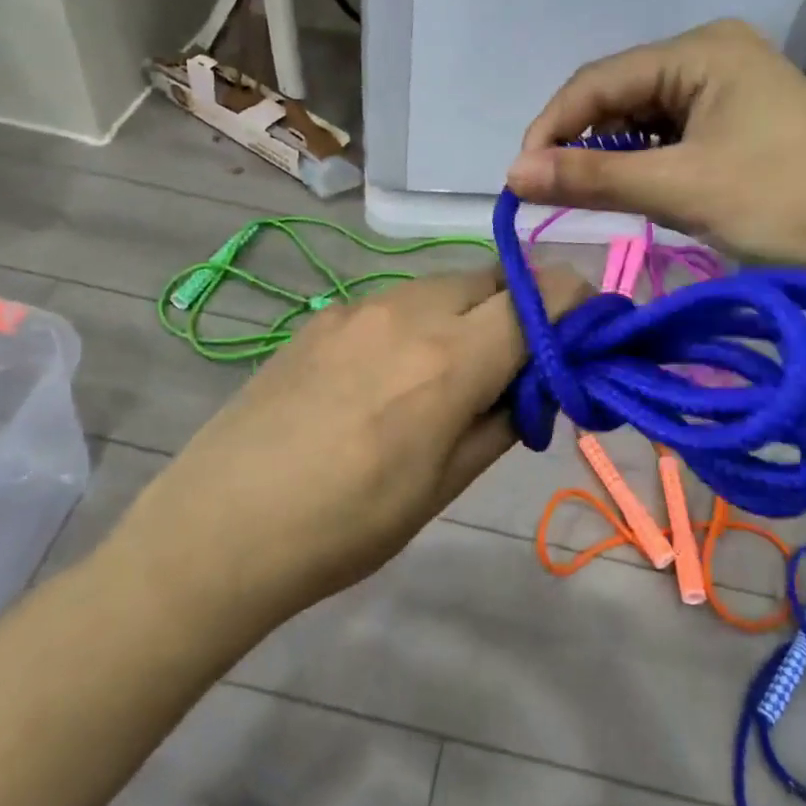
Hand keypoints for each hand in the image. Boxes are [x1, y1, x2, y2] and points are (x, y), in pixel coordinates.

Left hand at [107, 267, 589, 625]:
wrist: (220, 527)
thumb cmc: (346, 526)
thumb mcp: (444, 486)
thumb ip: (503, 420)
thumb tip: (535, 383)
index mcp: (451, 358)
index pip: (542, 295)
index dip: (576, 304)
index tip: (585, 333)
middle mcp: (410, 311)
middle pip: (494, 278)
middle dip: (523, 307)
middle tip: (518, 361)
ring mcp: (360, 306)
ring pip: (444, 284)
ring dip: (470, 312)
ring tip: (453, 370)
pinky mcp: (323, 316)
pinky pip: (395, 300)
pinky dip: (420, 320)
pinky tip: (391, 373)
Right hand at [506, 19, 805, 291]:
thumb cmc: (788, 202)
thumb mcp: (682, 188)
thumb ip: (593, 176)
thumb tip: (511, 173)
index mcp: (701, 48)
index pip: (598, 80)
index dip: (551, 127)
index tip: (519, 180)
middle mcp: (712, 56)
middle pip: (619, 95)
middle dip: (580, 142)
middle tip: (548, 193)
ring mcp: (729, 92)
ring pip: (643, 120)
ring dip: (611, 157)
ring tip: (587, 195)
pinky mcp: (740, 128)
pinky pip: (671, 139)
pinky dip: (644, 165)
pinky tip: (635, 190)